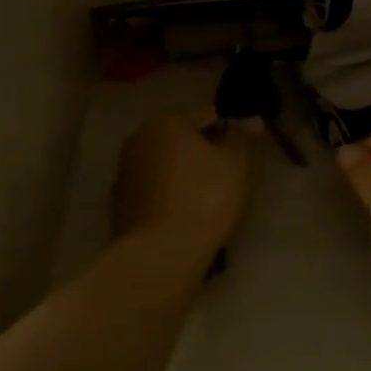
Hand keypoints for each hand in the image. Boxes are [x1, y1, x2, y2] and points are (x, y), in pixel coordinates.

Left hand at [111, 112, 254, 267]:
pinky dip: (168, 199)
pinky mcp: (119, 204)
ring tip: (207, 204)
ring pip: (165, 167)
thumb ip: (242, 137)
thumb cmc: (203, 199)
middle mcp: (138, 139)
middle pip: (181, 140)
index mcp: (165, 122)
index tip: (243, 156)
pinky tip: (184, 219)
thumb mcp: (235, 165)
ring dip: (184, 176)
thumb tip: (250, 119)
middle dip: (203, 154)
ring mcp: (124, 172)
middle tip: (228, 181)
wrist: (160, 255)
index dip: (229, 132)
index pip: (206, 115)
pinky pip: (154, 193)